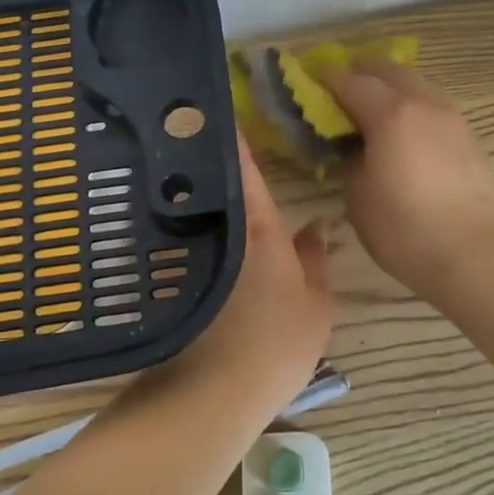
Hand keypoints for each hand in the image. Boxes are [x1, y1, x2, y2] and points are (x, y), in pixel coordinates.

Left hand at [157, 134, 333, 414]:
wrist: (215, 393)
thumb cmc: (276, 345)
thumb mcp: (316, 304)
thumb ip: (316, 260)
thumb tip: (317, 225)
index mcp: (257, 226)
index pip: (241, 163)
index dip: (232, 129)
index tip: (222, 101)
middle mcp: (219, 230)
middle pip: (211, 180)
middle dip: (211, 151)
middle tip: (216, 127)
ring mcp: (192, 255)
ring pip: (195, 208)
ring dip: (198, 185)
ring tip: (205, 166)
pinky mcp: (176, 279)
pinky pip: (187, 237)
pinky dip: (190, 223)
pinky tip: (197, 223)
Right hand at [320, 58, 493, 297]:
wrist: (473, 252)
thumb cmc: (404, 228)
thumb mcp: (358, 196)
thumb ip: (352, 161)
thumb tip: (357, 149)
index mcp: (390, 113)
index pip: (350, 81)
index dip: (326, 78)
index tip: (310, 79)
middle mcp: (422, 103)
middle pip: (388, 70)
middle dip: (361, 72)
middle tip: (341, 87)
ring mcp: (450, 117)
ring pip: (416, 84)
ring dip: (391, 87)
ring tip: (373, 107)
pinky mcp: (468, 137)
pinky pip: (432, 106)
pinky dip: (412, 106)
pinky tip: (404, 129)